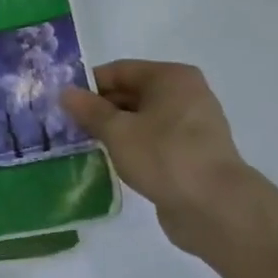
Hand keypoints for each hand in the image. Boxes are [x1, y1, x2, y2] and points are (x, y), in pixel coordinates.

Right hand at [62, 61, 277, 259]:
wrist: (215, 206)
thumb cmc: (164, 156)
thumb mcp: (118, 131)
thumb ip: (89, 110)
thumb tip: (66, 93)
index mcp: (171, 78)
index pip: (119, 71)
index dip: (88, 85)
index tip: (61, 104)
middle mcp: (185, 94)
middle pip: (131, 93)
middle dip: (99, 109)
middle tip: (66, 127)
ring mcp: (190, 125)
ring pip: (140, 119)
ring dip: (113, 130)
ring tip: (82, 145)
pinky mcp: (190, 153)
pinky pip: (152, 141)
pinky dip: (130, 147)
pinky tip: (109, 161)